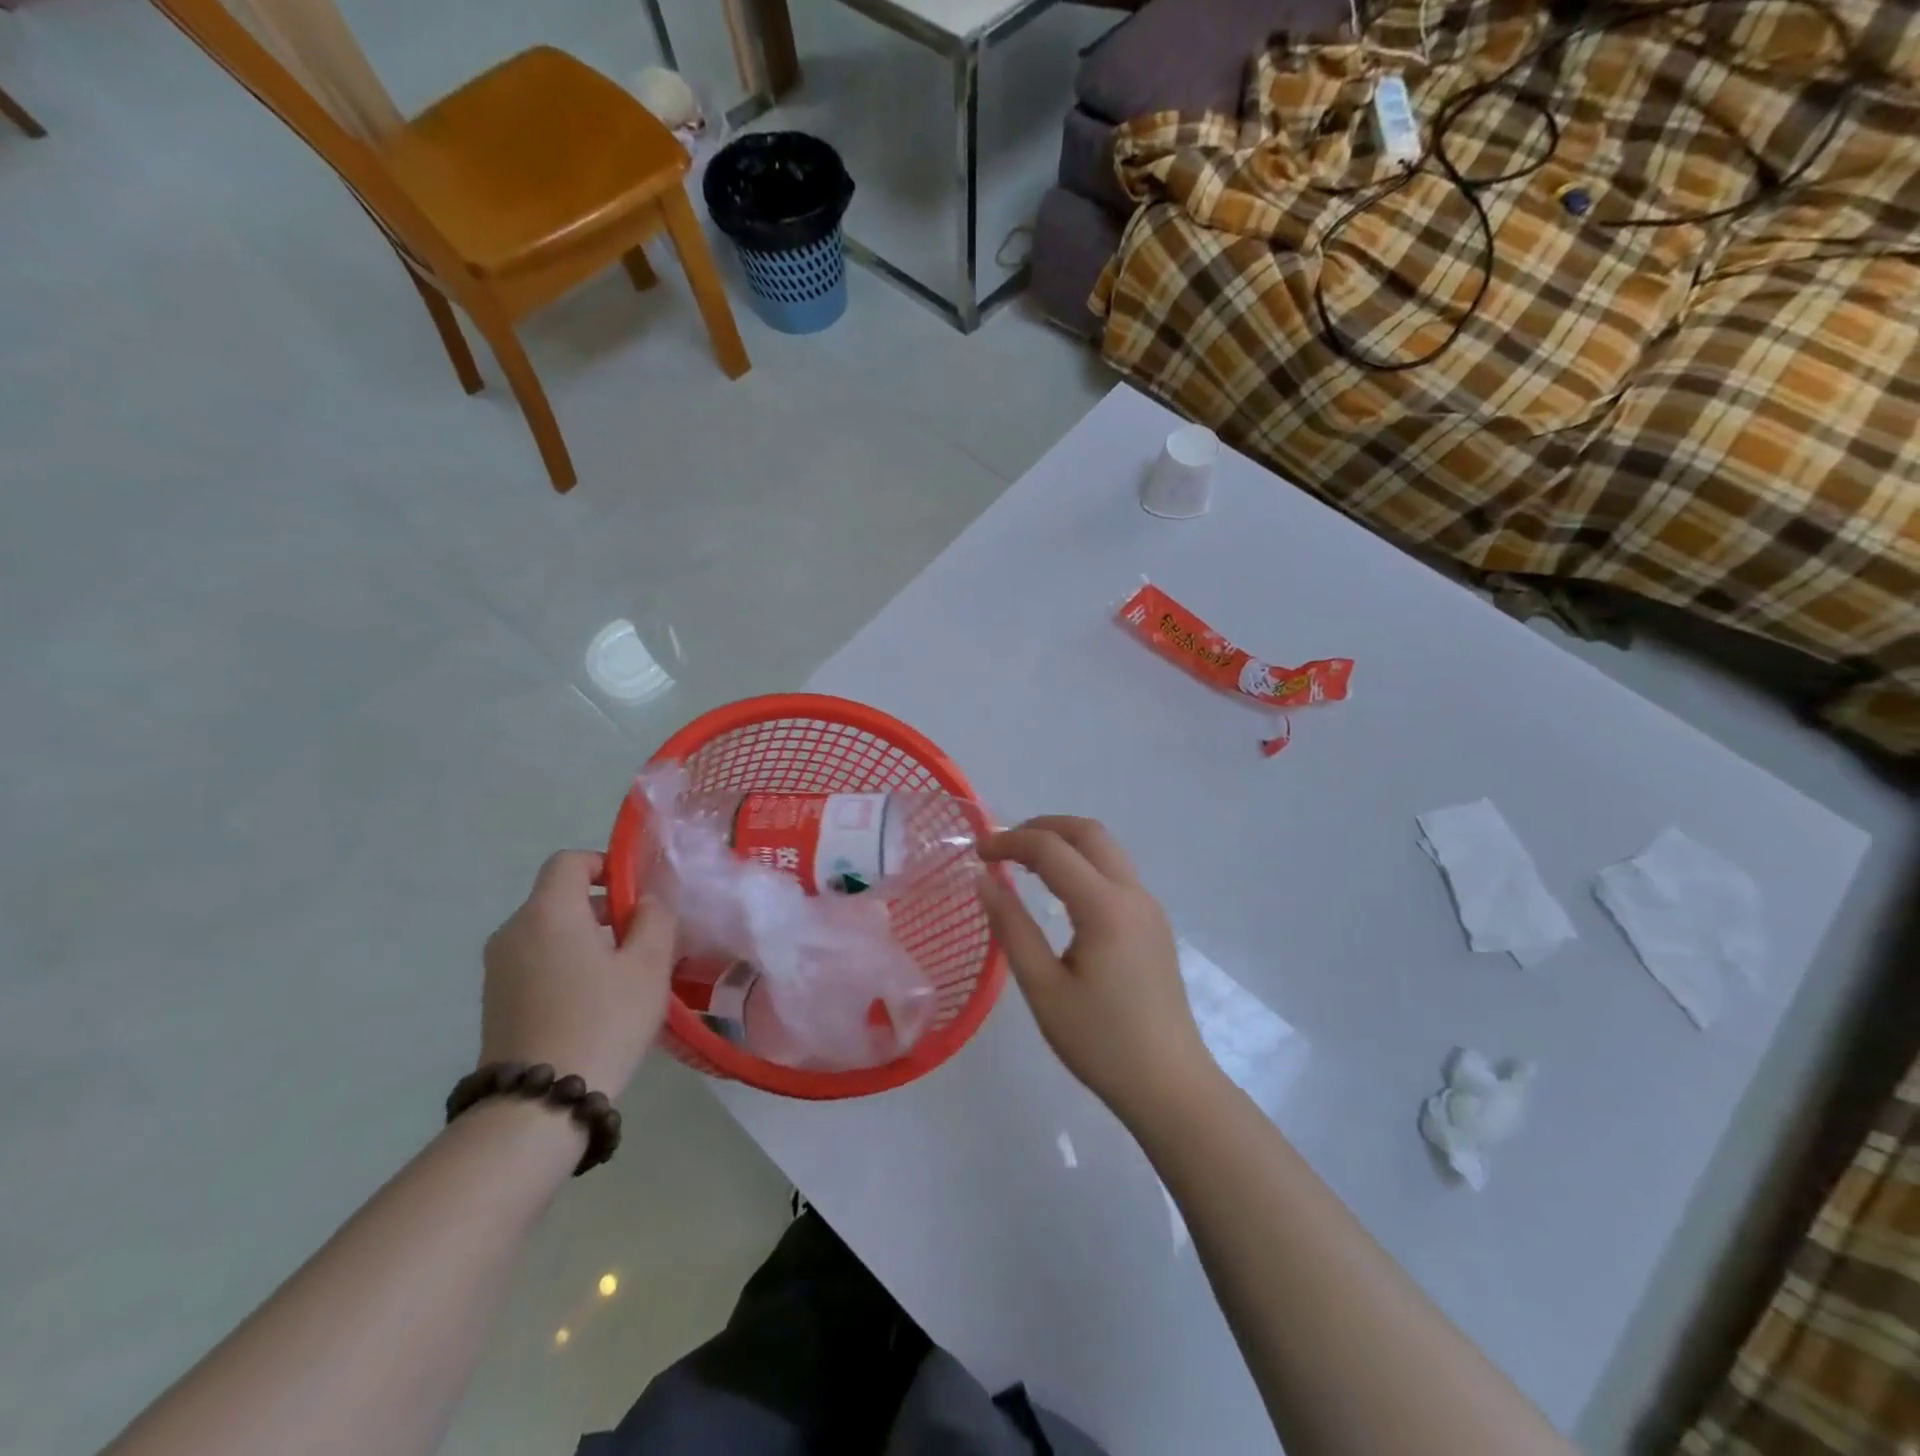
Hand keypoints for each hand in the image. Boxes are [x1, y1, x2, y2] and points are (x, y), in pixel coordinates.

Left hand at [480, 851, 677, 1097]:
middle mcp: (514, 931)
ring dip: (586, 937)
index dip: (605, 864)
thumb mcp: (648, 965)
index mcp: (548, 912)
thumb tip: (647, 899)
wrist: (539, 1104)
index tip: (636, 893)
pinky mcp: (495, 1000)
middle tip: (641, 937)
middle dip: (602, 906)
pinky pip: (536, 960)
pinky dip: (566, 963)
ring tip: (623, 973)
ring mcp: (498, 968)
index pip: (569, 861)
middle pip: (559, 896)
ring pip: (549, 930)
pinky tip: (595, 1000)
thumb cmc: (603, 1021)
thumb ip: (654, 919)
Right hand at [978, 817, 1213, 1126]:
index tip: (977, 853)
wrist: (1170, 1086)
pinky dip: (1084, 863)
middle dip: (1042, 826)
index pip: (1052, 849)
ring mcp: (1150, 908)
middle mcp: (1133, 894)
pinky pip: (1116, 872)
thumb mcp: (1043, 989)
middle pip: (1089, 832)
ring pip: (1107, 849)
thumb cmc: (1100, 1042)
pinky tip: (1061, 891)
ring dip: (1066, 842)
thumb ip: (1012, 928)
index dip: (1010, 842)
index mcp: (1105, 907)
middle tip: (1004, 845)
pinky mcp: (1154, 924)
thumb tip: (984, 881)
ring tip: (1026, 862)